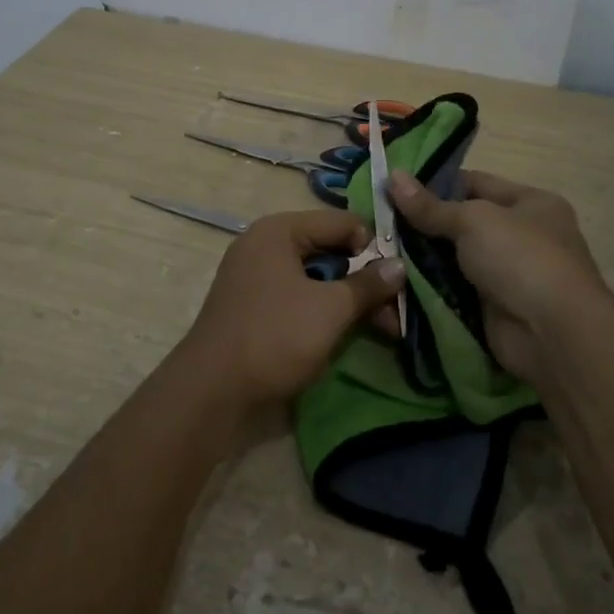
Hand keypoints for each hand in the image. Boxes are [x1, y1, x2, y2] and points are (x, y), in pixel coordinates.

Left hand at [182, 210, 405, 410]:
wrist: (211, 391)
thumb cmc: (275, 336)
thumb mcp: (330, 309)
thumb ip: (367, 284)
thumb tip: (399, 265)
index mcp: (279, 231)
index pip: (340, 222)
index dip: (373, 245)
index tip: (402, 274)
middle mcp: (264, 245)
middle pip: (328, 251)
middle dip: (364, 279)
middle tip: (397, 308)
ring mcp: (255, 277)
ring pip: (315, 278)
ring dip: (348, 300)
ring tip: (385, 328)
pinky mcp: (253, 307)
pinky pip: (298, 298)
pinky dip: (324, 311)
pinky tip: (349, 333)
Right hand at [387, 170, 608, 380]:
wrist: (552, 334)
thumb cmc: (520, 258)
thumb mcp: (473, 220)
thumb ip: (430, 205)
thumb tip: (392, 176)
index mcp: (530, 203)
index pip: (475, 183)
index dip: (434, 183)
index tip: (392, 187)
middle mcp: (522, 235)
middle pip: (462, 223)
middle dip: (423, 224)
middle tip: (378, 221)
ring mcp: (508, 275)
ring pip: (454, 259)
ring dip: (421, 259)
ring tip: (378, 251)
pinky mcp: (493, 309)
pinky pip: (453, 291)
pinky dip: (429, 288)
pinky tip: (395, 282)